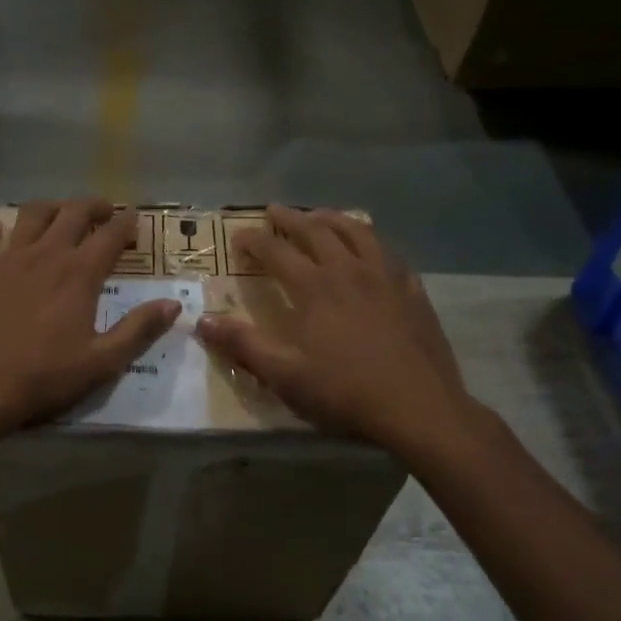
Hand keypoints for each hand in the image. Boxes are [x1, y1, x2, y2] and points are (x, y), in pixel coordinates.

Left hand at [0, 200, 179, 436]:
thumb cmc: (44, 378)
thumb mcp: (102, 362)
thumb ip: (139, 330)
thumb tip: (173, 304)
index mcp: (78, 274)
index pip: (109, 236)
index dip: (126, 223)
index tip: (135, 217)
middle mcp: (45, 255)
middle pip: (72, 213)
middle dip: (93, 206)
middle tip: (105, 211)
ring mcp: (8, 260)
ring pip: (31, 214)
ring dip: (52, 207)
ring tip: (61, 212)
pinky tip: (1, 228)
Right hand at [195, 206, 477, 447]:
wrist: (418, 408)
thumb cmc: (344, 392)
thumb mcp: (284, 374)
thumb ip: (242, 344)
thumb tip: (201, 321)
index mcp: (314, 287)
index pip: (276, 251)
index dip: (254, 241)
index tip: (238, 235)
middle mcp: (348, 270)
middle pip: (316, 231)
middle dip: (291, 218)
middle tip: (274, 211)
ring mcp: (385, 277)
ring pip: (357, 232)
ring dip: (333, 218)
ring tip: (319, 215)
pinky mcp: (412, 291)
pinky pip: (389, 253)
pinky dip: (372, 242)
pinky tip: (370, 249)